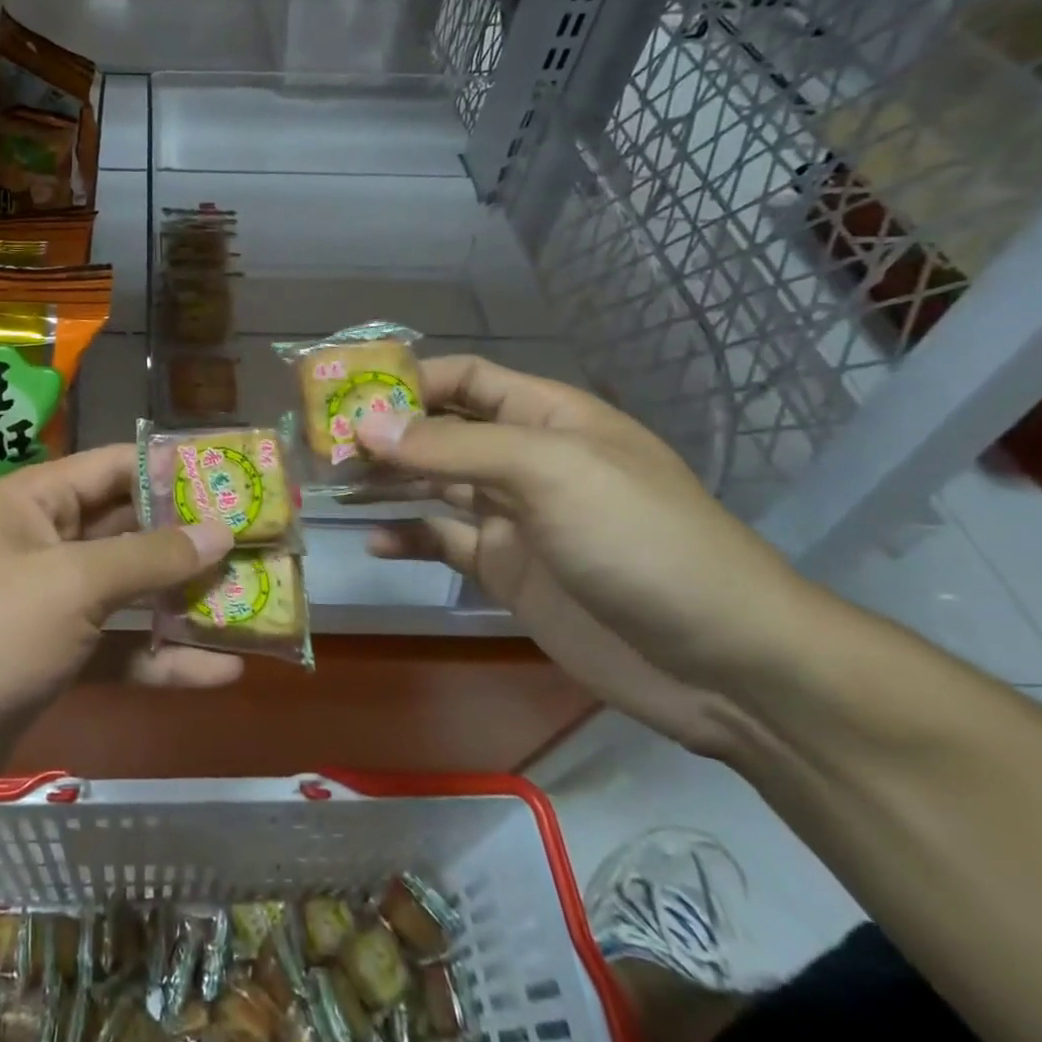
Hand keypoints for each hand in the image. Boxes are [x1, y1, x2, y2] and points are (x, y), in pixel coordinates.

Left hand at [0, 446, 238, 839]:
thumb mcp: (69, 586)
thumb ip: (148, 559)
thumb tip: (221, 529)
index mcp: (39, 502)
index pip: (120, 465)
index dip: (180, 467)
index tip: (242, 474)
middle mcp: (47, 544)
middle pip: (134, 530)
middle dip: (195, 538)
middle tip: (266, 541)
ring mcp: (51, 606)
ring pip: (133, 593)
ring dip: (189, 601)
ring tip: (260, 602)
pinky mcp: (55, 661)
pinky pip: (120, 650)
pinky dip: (163, 659)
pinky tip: (221, 672)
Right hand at [359, 356, 811, 754]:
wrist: (722, 662)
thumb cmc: (640, 540)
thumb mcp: (549, 473)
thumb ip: (453, 446)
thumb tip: (365, 425)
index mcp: (545, 417)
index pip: (464, 379)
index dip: (406, 380)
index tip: (343, 394)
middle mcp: (524, 459)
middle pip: (439, 431)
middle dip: (383, 433)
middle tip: (319, 445)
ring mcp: (514, 518)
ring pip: (433, 485)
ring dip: (385, 481)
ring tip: (329, 485)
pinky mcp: (507, 571)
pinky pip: (444, 542)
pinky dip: (409, 538)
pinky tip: (374, 542)